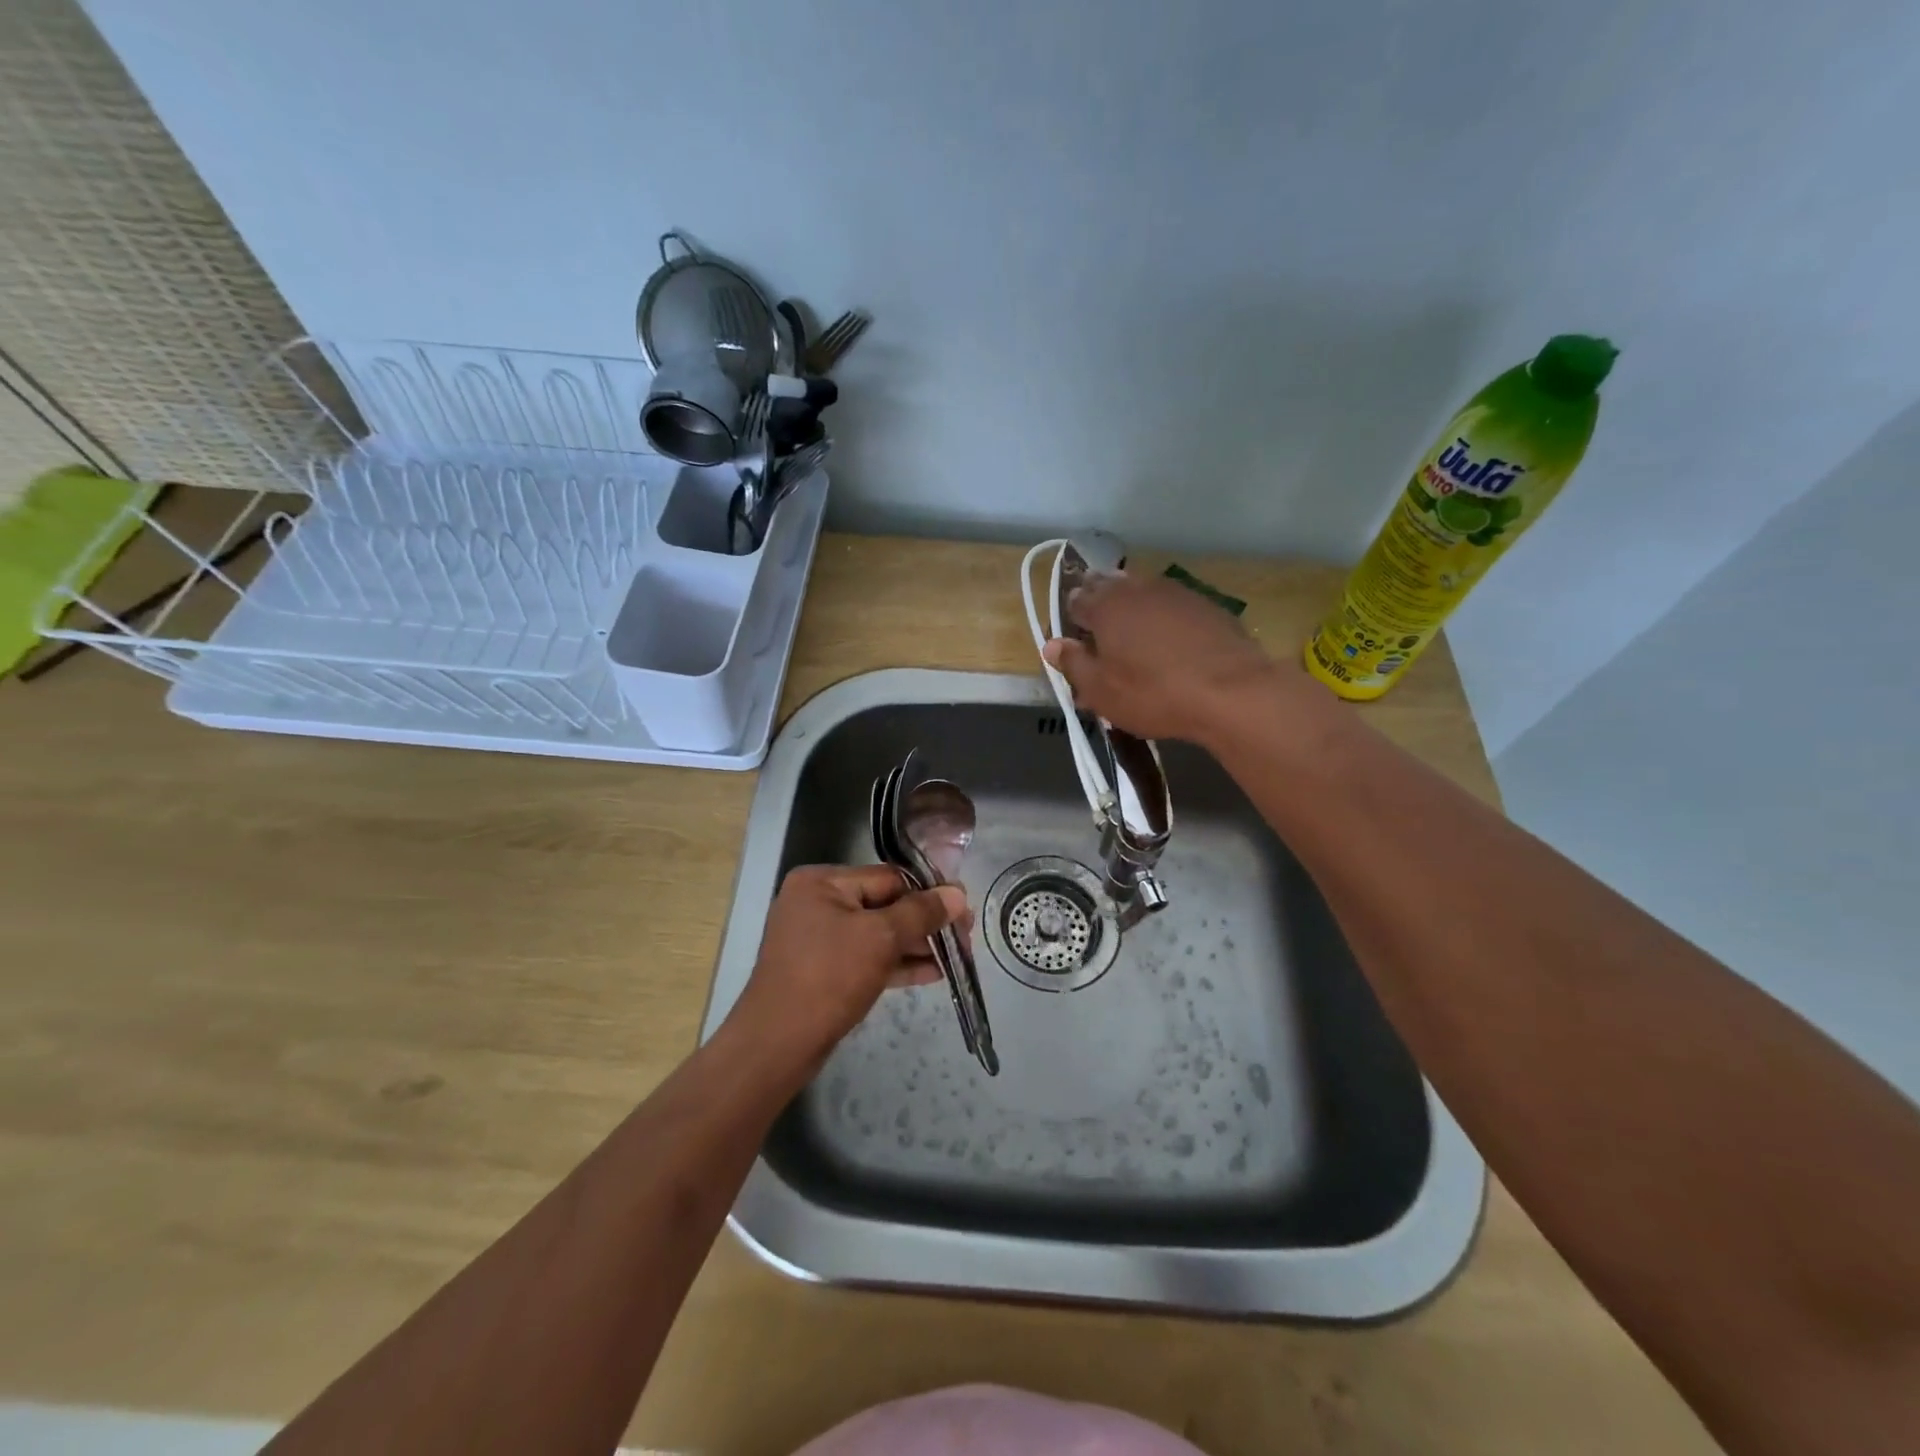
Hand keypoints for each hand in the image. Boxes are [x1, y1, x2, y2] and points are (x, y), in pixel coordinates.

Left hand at [732, 864, 967, 1064]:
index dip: (928, 892)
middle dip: (924, 923)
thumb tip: (958, 894)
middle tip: (964, 937)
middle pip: (884, 904)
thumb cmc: (829, 977)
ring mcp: (818, 938)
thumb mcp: (881, 938)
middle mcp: (816, 902)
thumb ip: (921, 913)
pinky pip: (867, 957)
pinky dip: (896, 964)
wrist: (778, 1044)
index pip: (887, 877)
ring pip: (878, 934)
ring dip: (915, 945)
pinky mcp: (823, 970)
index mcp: (821, 882)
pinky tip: (933, 973)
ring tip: (956, 957)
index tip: (963, 908)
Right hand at [1042, 572, 1326, 746]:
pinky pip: (1172, 604)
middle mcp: (1137, 588)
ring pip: (1142, 591)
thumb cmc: (1154, 694)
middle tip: (1100, 631)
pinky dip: (1163, 616)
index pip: (1077, 601)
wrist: (1232, 691)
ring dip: (1133, 606)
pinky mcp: (1206, 604)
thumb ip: (1074, 665)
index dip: (1071, 617)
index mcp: (1105, 606)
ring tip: (1133, 634)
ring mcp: (1175, 592)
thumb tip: (1052, 644)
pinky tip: (1169, 637)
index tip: (1073, 637)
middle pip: (1109, 587)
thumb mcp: (1102, 691)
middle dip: (1100, 603)